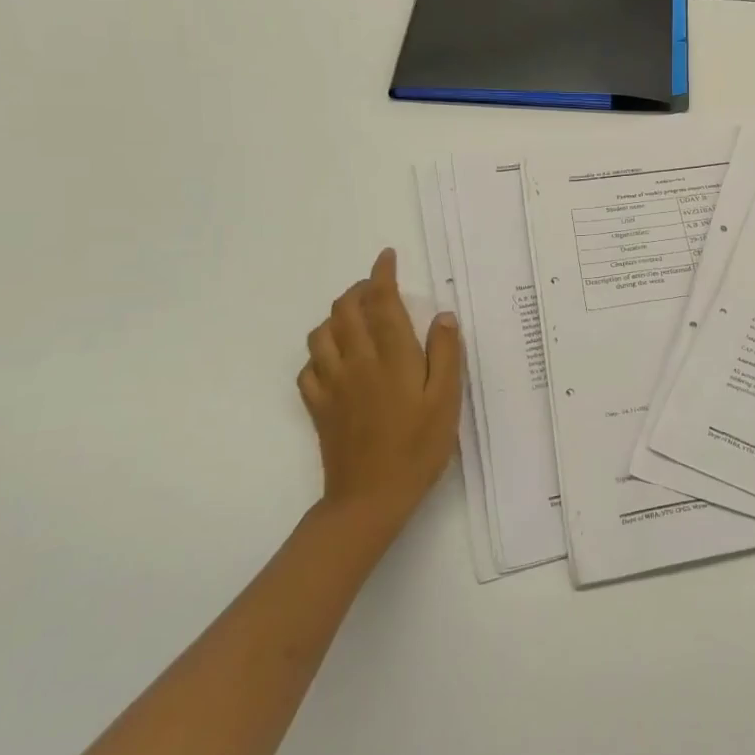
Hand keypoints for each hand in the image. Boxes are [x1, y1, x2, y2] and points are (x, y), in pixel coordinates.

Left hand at [297, 249, 460, 546]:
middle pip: (344, 310)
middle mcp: (356, 361)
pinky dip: (319, 353)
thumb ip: (445, 354)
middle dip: (358, 290)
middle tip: (376, 288)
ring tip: (355, 319)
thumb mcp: (447, 400)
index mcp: (392, 356)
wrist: (370, 497)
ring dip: (336, 316)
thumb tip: (442, 316)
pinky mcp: (318, 406)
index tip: (387, 257)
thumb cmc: (418, 447)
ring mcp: (332, 384)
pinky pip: (308, 368)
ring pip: (321, 333)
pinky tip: (334, 360)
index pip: (381, 301)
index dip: (382, 274)